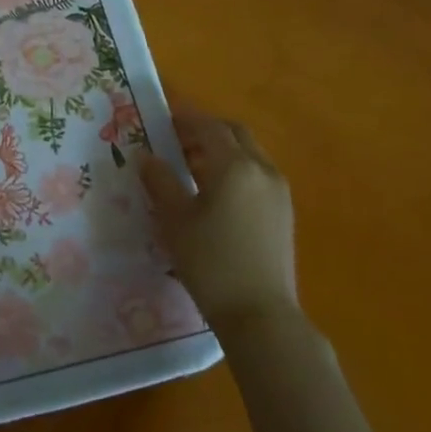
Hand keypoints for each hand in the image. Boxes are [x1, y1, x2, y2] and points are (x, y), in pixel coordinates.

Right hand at [139, 99, 297, 331]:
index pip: (208, 127)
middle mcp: (262, 170)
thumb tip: (146, 157)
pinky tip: (212, 191)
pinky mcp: (284, 212)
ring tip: (189, 165)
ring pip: (248, 153)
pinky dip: (234, 169)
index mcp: (234, 166)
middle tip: (175, 140)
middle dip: (205, 130)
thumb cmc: (210, 261)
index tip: (160, 118)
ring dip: (220, 149)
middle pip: (234, 134)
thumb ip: (159, 181)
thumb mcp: (174, 219)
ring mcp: (278, 192)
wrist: (259, 313)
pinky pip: (256, 174)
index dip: (184, 118)